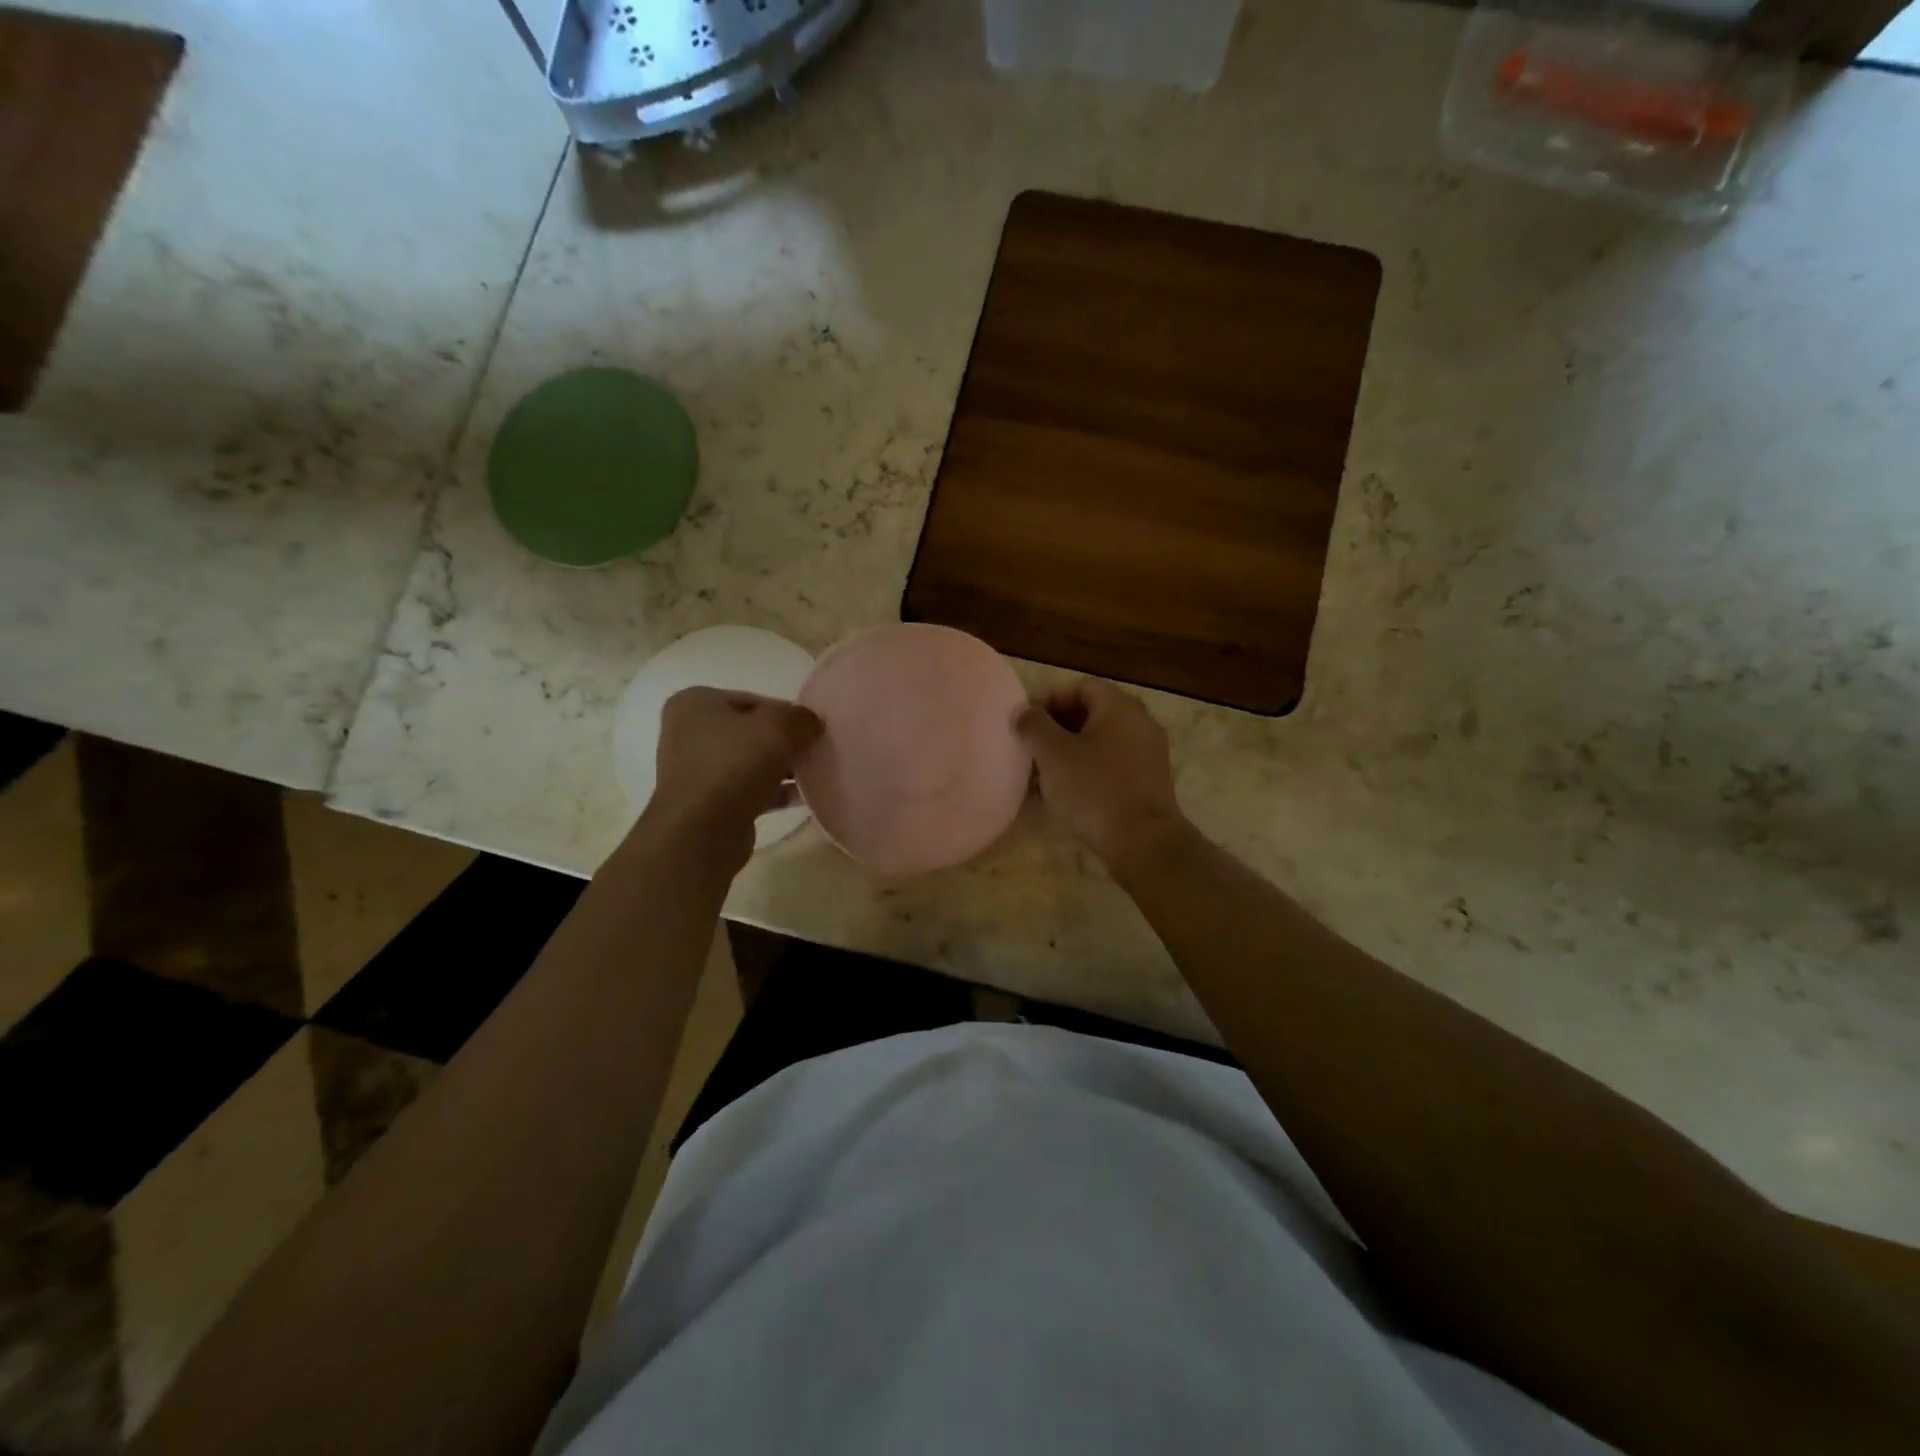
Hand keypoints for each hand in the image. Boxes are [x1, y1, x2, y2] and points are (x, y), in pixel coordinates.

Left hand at [642, 687, 821, 859]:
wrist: (701, 833)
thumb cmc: (733, 767)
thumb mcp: (778, 728)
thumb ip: (802, 718)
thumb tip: (812, 724)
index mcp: (695, 703)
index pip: (754, 701)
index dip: (787, 713)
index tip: (813, 730)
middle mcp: (690, 733)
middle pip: (752, 731)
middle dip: (785, 741)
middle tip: (816, 751)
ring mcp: (697, 770)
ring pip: (752, 761)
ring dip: (782, 768)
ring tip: (814, 775)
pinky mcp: (709, 802)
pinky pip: (750, 788)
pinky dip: (775, 791)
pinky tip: (803, 797)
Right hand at [1016, 679, 1186, 869]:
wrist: (1143, 842)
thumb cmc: (1094, 789)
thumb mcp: (1053, 754)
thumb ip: (1034, 725)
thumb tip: (1024, 712)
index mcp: (1120, 707)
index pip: (1080, 686)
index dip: (1049, 700)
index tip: (1027, 724)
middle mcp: (1141, 722)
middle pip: (1093, 713)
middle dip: (1058, 728)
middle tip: (1032, 749)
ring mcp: (1149, 753)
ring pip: (1102, 741)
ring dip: (1071, 751)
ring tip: (1045, 774)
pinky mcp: (1150, 782)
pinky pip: (1114, 764)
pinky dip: (1090, 770)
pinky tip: (1069, 793)